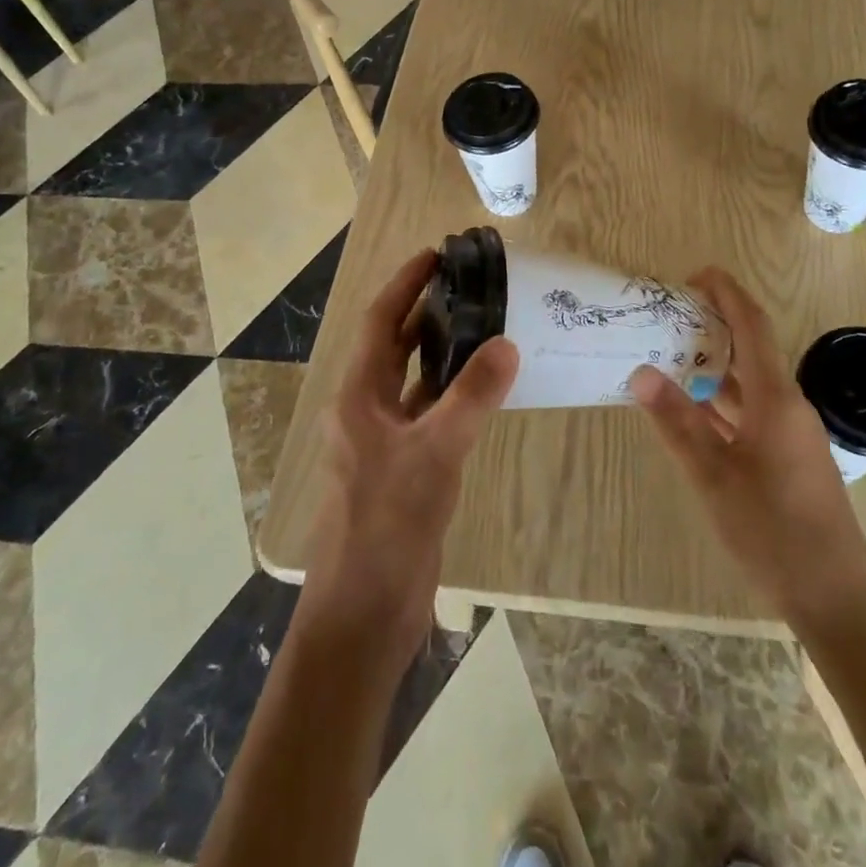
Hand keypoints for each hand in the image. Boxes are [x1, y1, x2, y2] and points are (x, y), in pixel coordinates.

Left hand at [298, 249, 518, 679]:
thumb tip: (507, 343)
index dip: (405, 284)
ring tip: (484, 323)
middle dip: (426, 311)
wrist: (365, 612)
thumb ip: (471, 396)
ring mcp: (384, 440)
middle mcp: (366, 409)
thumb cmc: (387, 523)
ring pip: (415, 380)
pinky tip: (485, 388)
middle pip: (395, 345)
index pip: (381, 322)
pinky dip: (454, 394)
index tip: (437, 254)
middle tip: (469, 284)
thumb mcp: (434, 453)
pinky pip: (430, 413)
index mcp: (358, 395)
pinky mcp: (405, 466)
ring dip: (442, 352)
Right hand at [631, 267, 865, 630]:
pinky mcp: (789, 457)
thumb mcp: (714, 477)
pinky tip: (694, 408)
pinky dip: (723, 400)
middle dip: (713, 324)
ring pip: (750, 382)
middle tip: (668, 315)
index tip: (694, 275)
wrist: (836, 598)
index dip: (726, 293)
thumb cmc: (774, 532)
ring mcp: (792, 433)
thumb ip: (677, 422)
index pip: (752, 325)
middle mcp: (788, 405)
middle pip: (751, 348)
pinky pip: (753, 411)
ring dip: (715, 364)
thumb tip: (641, 372)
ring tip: (670, 353)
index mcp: (776, 398)